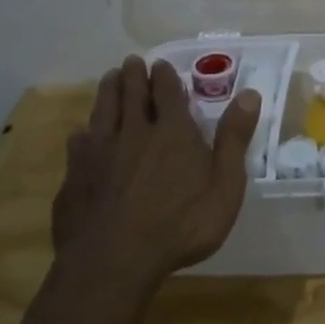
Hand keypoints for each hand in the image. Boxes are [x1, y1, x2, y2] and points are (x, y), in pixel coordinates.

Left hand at [54, 57, 260, 284]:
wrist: (114, 262)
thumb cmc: (181, 224)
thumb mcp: (225, 185)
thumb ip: (234, 138)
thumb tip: (250, 93)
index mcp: (172, 132)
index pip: (168, 92)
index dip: (165, 76)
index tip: (161, 64)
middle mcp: (134, 132)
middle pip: (132, 95)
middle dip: (134, 76)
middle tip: (131, 61)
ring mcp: (99, 153)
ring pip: (103, 112)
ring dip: (108, 92)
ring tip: (109, 79)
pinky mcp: (74, 177)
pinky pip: (77, 145)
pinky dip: (82, 133)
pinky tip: (80, 133)